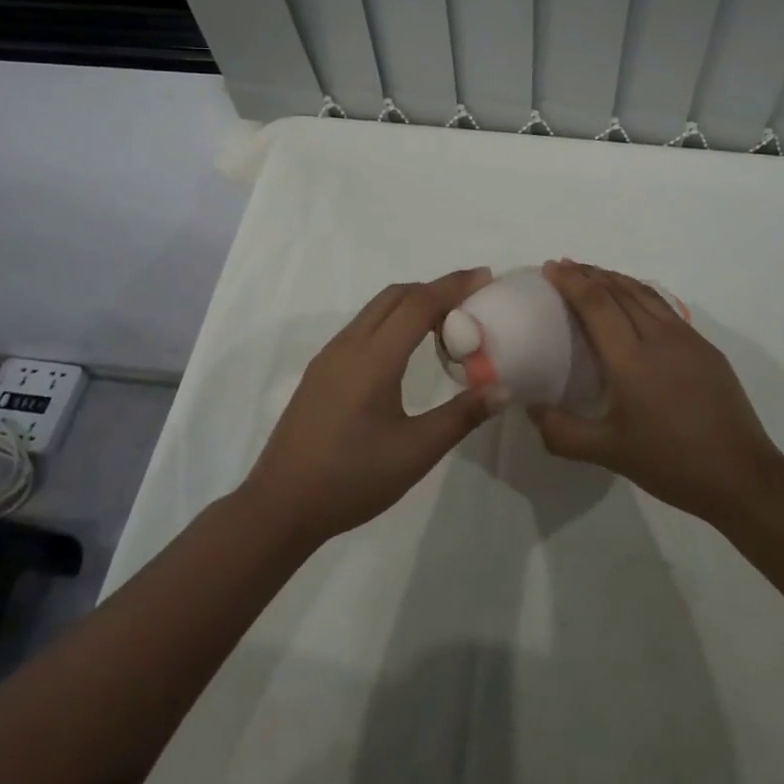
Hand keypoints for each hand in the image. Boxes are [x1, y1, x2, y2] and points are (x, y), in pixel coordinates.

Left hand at [244, 268, 504, 546]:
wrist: (280, 506)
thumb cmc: (352, 479)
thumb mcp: (415, 452)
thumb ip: (461, 416)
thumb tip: (503, 388)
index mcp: (373, 358)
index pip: (419, 303)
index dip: (454, 286)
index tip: (485, 277)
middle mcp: (349, 345)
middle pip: (396, 295)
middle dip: (435, 288)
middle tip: (471, 300)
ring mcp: (330, 356)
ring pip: (376, 309)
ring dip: (412, 303)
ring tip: (446, 323)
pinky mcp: (321, 371)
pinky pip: (363, 327)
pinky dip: (393, 320)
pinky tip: (406, 350)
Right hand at [528, 261, 783, 523]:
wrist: (741, 475)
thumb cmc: (671, 463)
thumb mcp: (609, 453)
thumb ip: (563, 432)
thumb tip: (532, 408)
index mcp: (631, 360)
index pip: (596, 304)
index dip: (571, 281)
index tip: (551, 268)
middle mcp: (659, 338)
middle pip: (620, 290)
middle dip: (590, 273)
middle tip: (565, 266)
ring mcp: (687, 339)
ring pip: (645, 294)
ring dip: (615, 279)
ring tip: (594, 274)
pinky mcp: (705, 348)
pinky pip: (664, 308)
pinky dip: (639, 294)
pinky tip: (634, 302)